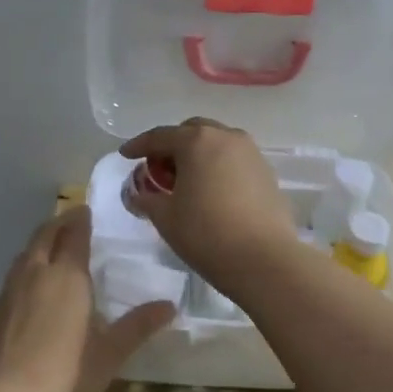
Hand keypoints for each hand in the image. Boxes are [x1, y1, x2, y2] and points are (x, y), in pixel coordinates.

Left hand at [0, 207, 174, 391]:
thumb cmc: (66, 373)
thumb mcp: (109, 353)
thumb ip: (138, 326)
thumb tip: (170, 305)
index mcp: (67, 276)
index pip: (74, 236)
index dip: (80, 221)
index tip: (84, 210)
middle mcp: (34, 275)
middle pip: (43, 238)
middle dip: (56, 225)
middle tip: (67, 220)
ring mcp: (5, 295)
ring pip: (22, 259)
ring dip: (36, 249)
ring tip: (47, 252)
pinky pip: (7, 287)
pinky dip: (20, 280)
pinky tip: (24, 298)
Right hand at [119, 117, 299, 291]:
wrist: (264, 260)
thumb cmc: (206, 233)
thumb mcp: (165, 217)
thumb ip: (147, 199)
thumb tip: (139, 194)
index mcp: (196, 141)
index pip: (160, 136)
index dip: (138, 145)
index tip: (125, 155)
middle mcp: (226, 137)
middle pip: (192, 131)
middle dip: (173, 145)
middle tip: (159, 168)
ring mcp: (252, 153)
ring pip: (217, 143)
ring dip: (198, 154)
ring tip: (187, 180)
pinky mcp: (267, 173)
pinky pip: (235, 161)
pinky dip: (219, 167)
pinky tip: (212, 191)